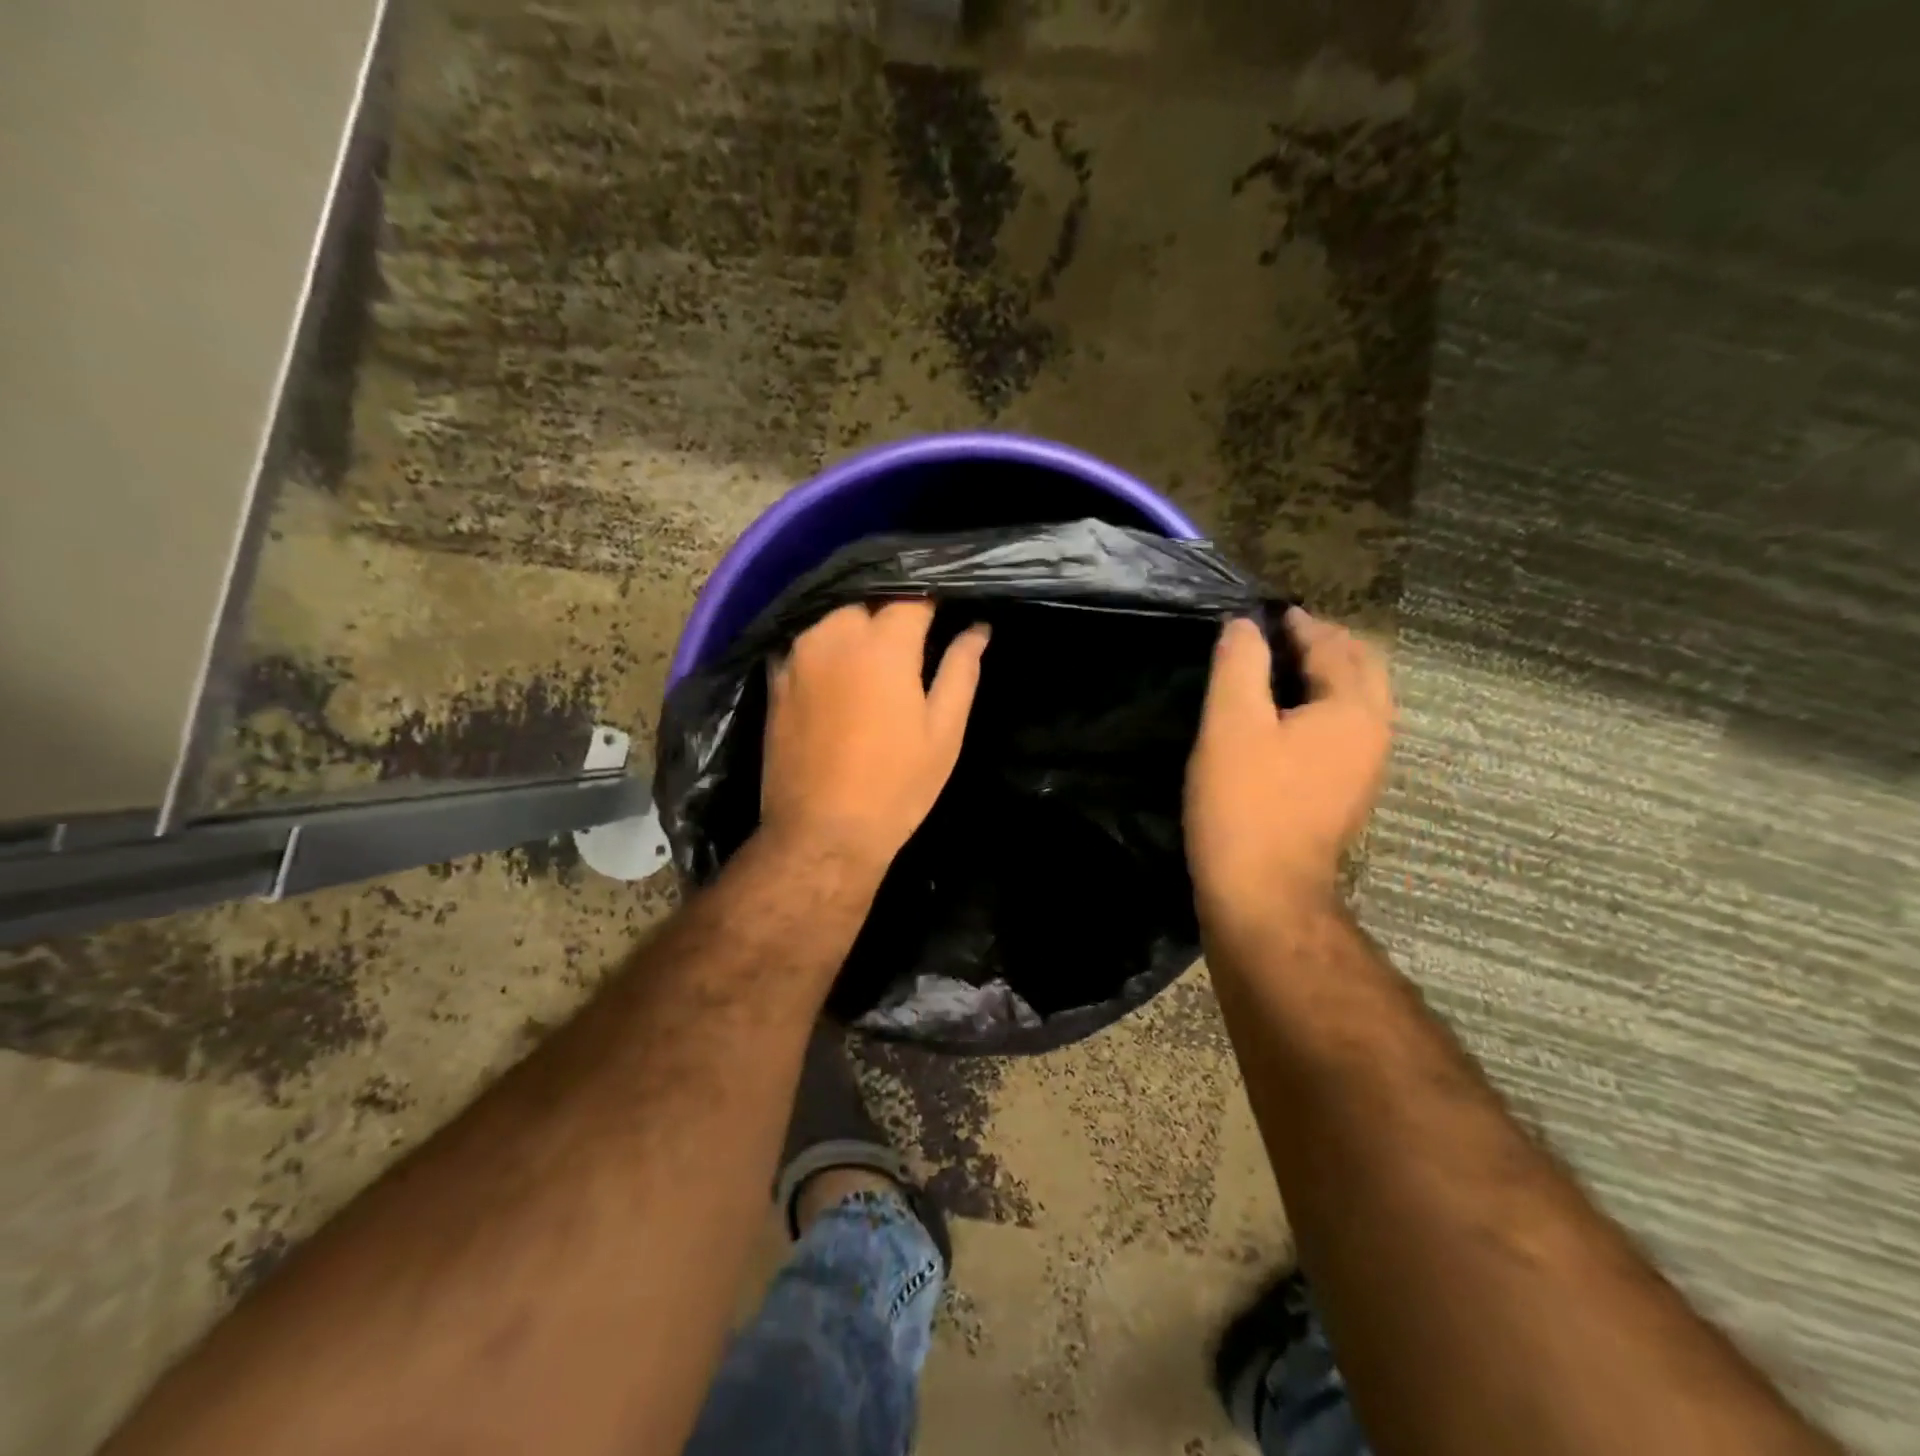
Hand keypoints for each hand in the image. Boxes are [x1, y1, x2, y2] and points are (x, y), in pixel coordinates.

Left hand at [760, 600, 988, 873]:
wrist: (821, 834)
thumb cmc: (896, 786)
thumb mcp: (944, 732)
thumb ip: (961, 670)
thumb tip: (978, 628)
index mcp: (884, 644)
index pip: (914, 595)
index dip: (935, 597)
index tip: (948, 608)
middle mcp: (834, 634)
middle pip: (869, 600)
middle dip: (892, 610)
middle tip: (914, 638)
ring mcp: (797, 655)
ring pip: (833, 618)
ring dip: (857, 627)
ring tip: (877, 654)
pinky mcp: (774, 679)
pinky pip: (805, 643)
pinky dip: (826, 646)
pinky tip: (839, 670)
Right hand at [1185, 608, 1393, 928]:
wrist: (1263, 893)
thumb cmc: (1245, 804)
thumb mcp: (1231, 725)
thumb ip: (1239, 665)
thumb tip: (1244, 626)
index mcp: (1353, 709)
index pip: (1334, 646)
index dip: (1300, 624)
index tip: (1267, 614)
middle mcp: (1374, 733)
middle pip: (1361, 669)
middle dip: (1325, 645)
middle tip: (1278, 636)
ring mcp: (1365, 768)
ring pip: (1356, 702)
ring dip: (1326, 676)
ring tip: (1279, 670)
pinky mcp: (1346, 794)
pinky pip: (1344, 731)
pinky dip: (1322, 708)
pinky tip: (1285, 719)